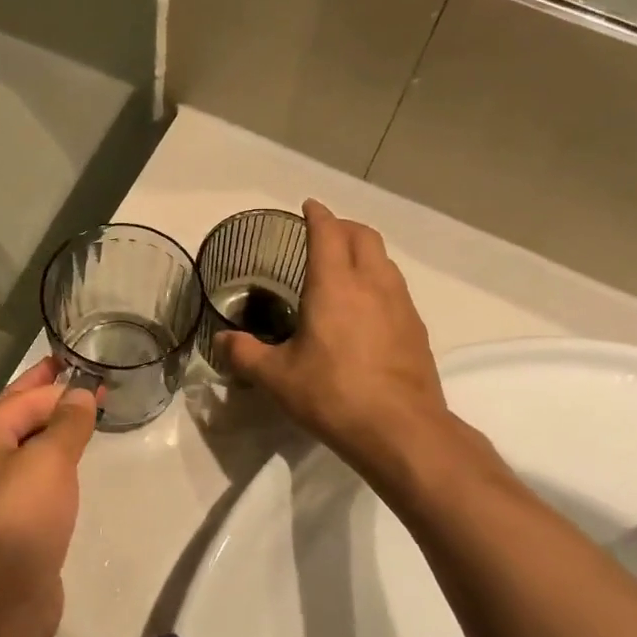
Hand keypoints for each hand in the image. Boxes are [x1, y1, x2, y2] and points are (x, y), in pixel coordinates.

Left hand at [0, 358, 97, 636]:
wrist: (0, 599)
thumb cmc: (22, 517)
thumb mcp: (49, 461)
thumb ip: (67, 423)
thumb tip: (79, 394)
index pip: (20, 399)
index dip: (55, 382)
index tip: (88, 372)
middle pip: (16, 420)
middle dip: (49, 399)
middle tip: (82, 381)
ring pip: (24, 452)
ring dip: (51, 433)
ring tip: (83, 420)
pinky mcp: (6, 526)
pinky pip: (31, 481)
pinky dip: (52, 467)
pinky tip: (71, 470)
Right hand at [215, 200, 451, 476]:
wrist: (400, 430)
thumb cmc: (332, 395)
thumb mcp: (276, 378)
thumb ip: (244, 354)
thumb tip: (220, 341)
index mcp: (334, 285)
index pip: (327, 233)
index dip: (317, 215)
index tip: (308, 206)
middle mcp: (372, 284)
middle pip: (364, 236)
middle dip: (344, 226)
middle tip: (324, 234)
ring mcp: (400, 305)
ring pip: (385, 260)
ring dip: (365, 252)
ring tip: (345, 268)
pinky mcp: (416, 329)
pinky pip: (396, 288)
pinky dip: (379, 280)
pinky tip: (367, 308)